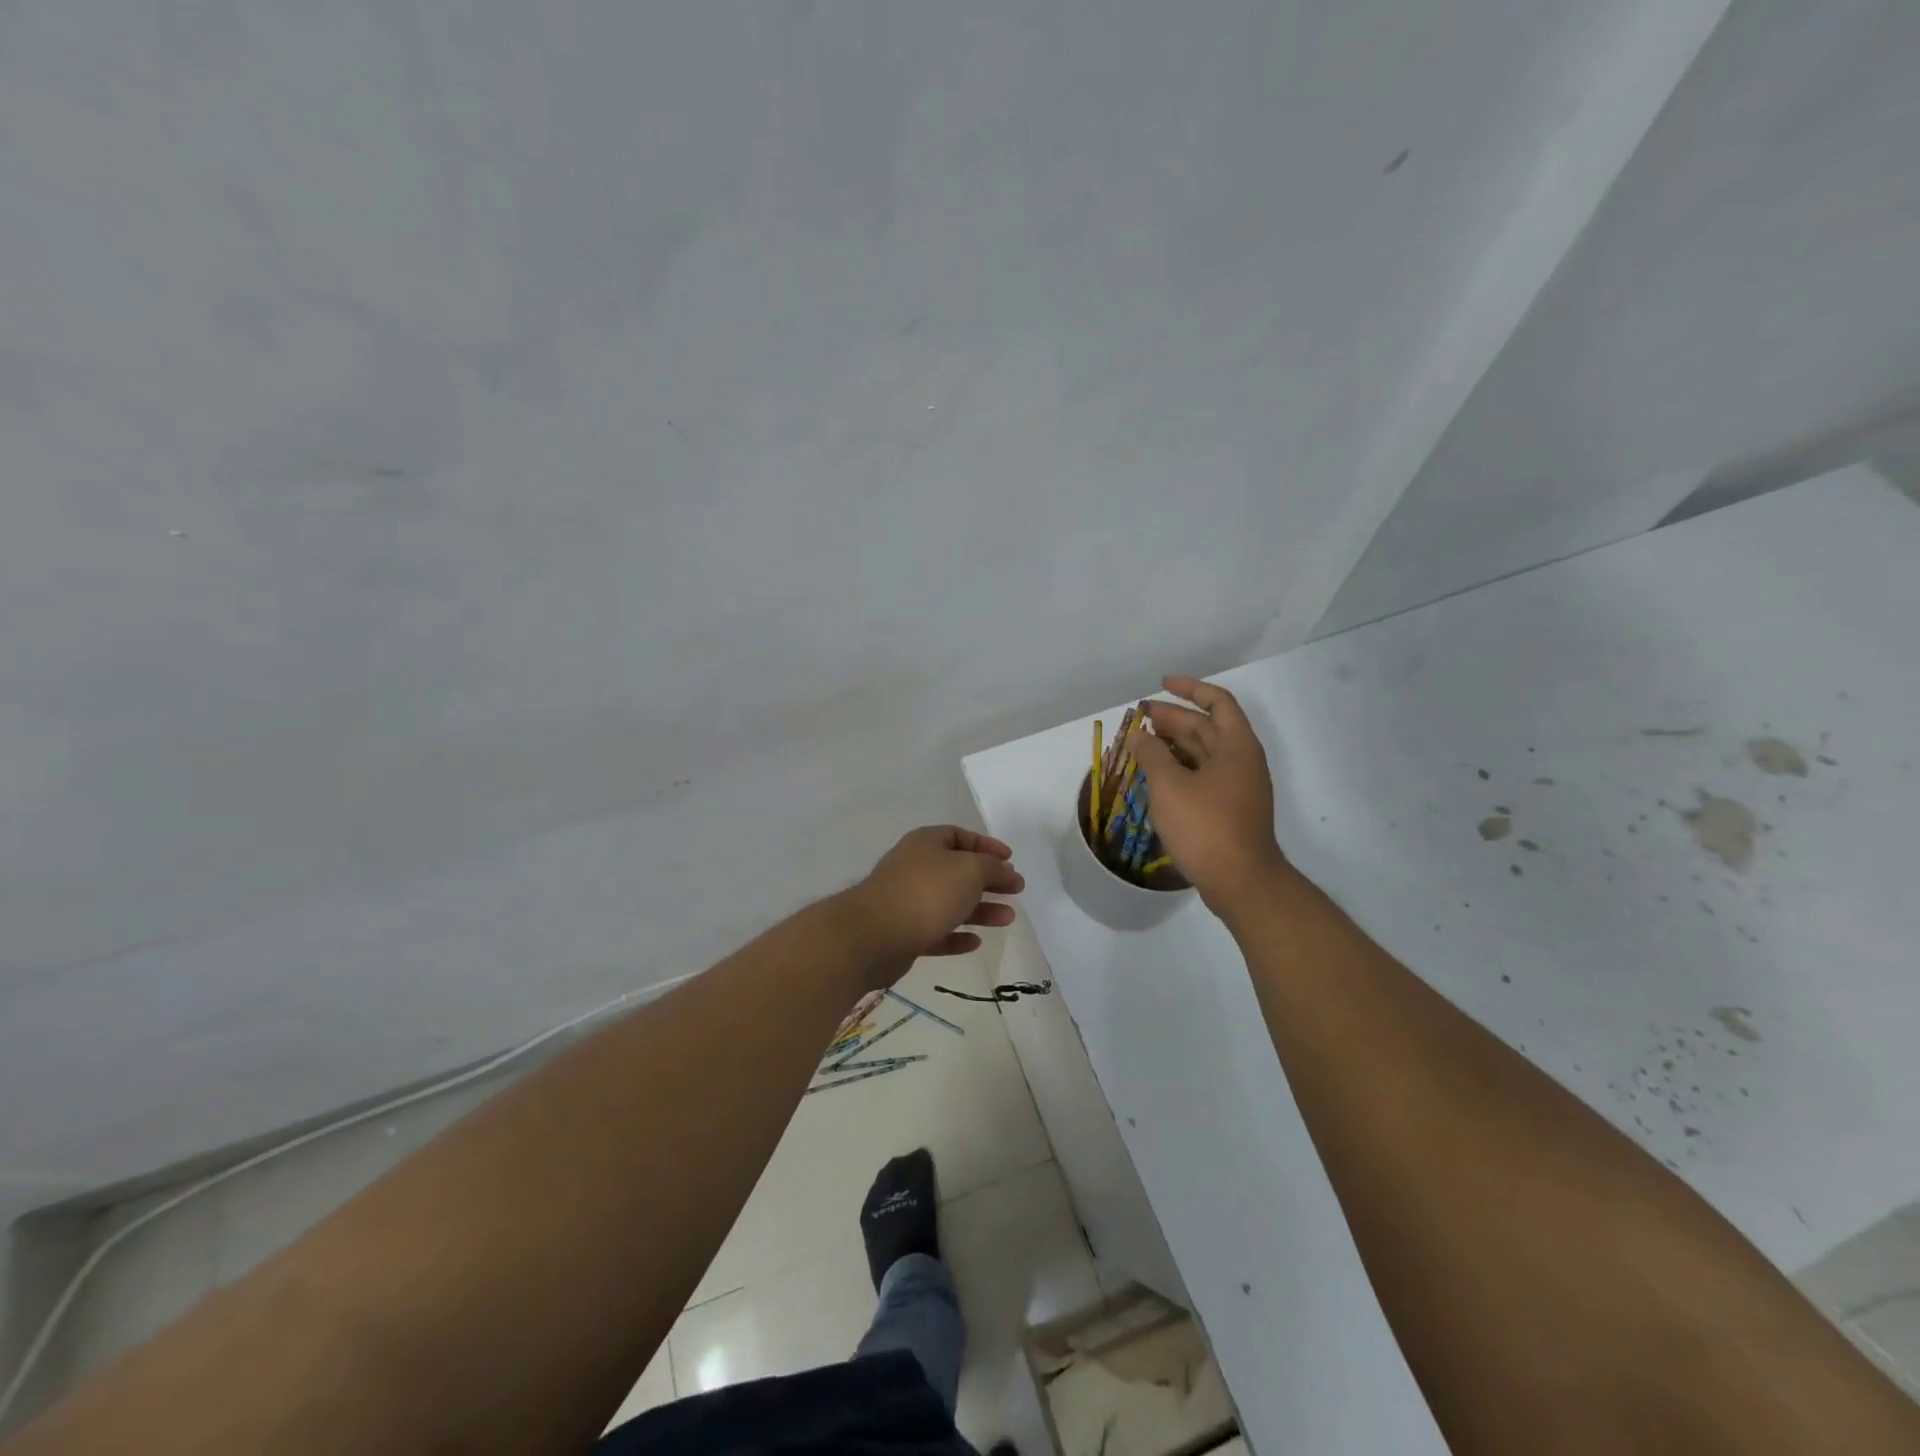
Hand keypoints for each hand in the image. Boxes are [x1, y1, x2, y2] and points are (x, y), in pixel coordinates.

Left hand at [842, 826, 1024, 983]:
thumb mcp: (970, 870)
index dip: (987, 845)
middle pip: (958, 871)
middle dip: (988, 880)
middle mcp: (915, 867)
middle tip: (1016, 890)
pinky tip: (975, 942)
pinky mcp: (903, 934)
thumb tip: (1004, 871)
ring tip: (1008, 919)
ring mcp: (907, 901)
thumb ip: (992, 868)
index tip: (1010, 860)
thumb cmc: (927, 891)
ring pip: (950, 903)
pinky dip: (956, 936)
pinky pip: (936, 932)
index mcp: (926, 843)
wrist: (875, 935)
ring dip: (980, 910)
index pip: (960, 836)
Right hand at [1131, 676, 1284, 915]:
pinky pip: (1202, 776)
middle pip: (1207, 728)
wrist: (1241, 882)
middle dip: (1172, 718)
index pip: (1217, 702)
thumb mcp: (1170, 786)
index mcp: (1236, 746)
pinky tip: (1155, 776)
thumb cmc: (1206, 827)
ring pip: (1202, 754)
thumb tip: (1139, 736)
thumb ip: (1151, 754)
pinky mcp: (1229, 810)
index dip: (1189, 689)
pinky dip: (1178, 769)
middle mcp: (1241, 761)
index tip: (1161, 684)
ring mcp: (1237, 787)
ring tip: (1141, 744)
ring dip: (1173, 745)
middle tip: (1139, 718)